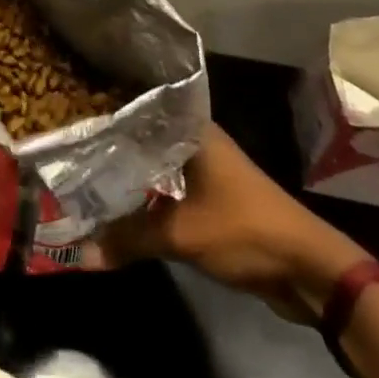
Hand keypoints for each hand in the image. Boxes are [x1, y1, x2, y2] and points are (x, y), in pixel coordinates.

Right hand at [90, 123, 369, 320]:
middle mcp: (196, 140)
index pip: (138, 105)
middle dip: (110, 143)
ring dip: (127, 172)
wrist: (311, 272)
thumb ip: (129, 239)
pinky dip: (144, 194)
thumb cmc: (246, 231)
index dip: (106, 107)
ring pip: (154, 163)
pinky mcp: (211, 198)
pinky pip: (167, 187)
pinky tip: (117, 201)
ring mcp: (205, 169)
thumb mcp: (182, 235)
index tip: (70, 108)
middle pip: (143, 135)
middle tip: (67, 143)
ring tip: (82, 171)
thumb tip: (81, 252)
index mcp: (191, 129)